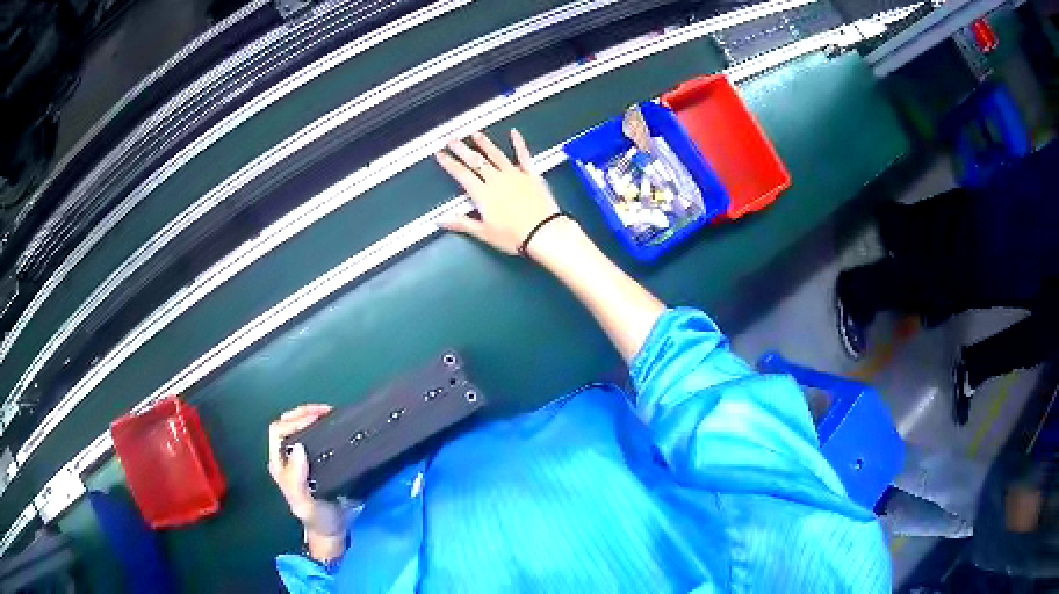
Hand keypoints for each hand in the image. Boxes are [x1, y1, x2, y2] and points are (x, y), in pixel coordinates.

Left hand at [268, 404, 337, 527]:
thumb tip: (298, 446)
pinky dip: (322, 426)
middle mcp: (287, 458)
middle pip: (287, 423)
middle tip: (326, 411)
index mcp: (280, 465)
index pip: (278, 430)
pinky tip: (334, 426)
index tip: (317, 419)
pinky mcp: (316, 460)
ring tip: (331, 414)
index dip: (294, 420)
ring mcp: (300, 458)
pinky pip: (314, 436)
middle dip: (303, 413)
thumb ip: (296, 479)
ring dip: (312, 416)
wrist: (333, 531)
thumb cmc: (317, 519)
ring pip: (299, 427)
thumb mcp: (304, 503)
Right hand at [435, 130, 562, 254]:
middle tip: (452, 139)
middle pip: (476, 161)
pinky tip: (514, 133)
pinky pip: (523, 155)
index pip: (461, 174)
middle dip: (462, 149)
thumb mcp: (484, 233)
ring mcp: (514, 175)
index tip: (441, 155)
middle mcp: (497, 180)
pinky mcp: (531, 175)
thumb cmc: (514, 236)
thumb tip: (441, 220)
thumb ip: (462, 223)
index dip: (449, 164)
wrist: (543, 233)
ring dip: (484, 143)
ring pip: (496, 154)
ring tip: (475, 134)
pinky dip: (518, 143)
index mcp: (483, 194)